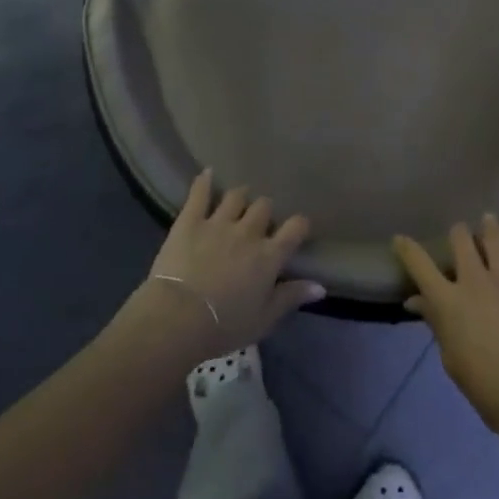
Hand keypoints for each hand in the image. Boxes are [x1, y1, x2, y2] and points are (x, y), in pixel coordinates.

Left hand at [137, 171, 320, 362]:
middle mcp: (248, 232)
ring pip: (236, 196)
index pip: (295, 228)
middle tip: (258, 223)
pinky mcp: (190, 221)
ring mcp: (218, 222)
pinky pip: (199, 194)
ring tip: (236, 202)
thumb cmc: (224, 325)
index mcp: (269, 255)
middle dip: (264, 212)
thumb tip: (321, 286)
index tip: (297, 229)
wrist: (178, 318)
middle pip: (264, 207)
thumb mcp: (264, 319)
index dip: (299, 225)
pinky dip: (204, 182)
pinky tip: (207, 173)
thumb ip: (291, 297)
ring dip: (239, 198)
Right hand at [394, 215, 498, 433]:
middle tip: (460, 234)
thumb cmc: (482, 382)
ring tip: (489, 220)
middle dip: (458, 234)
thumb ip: (435, 322)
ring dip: (490, 227)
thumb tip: (415, 301)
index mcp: (448, 300)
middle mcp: (475, 280)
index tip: (400, 239)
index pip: (420, 265)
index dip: (407, 249)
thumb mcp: (449, 356)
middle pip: (461, 241)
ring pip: (496, 240)